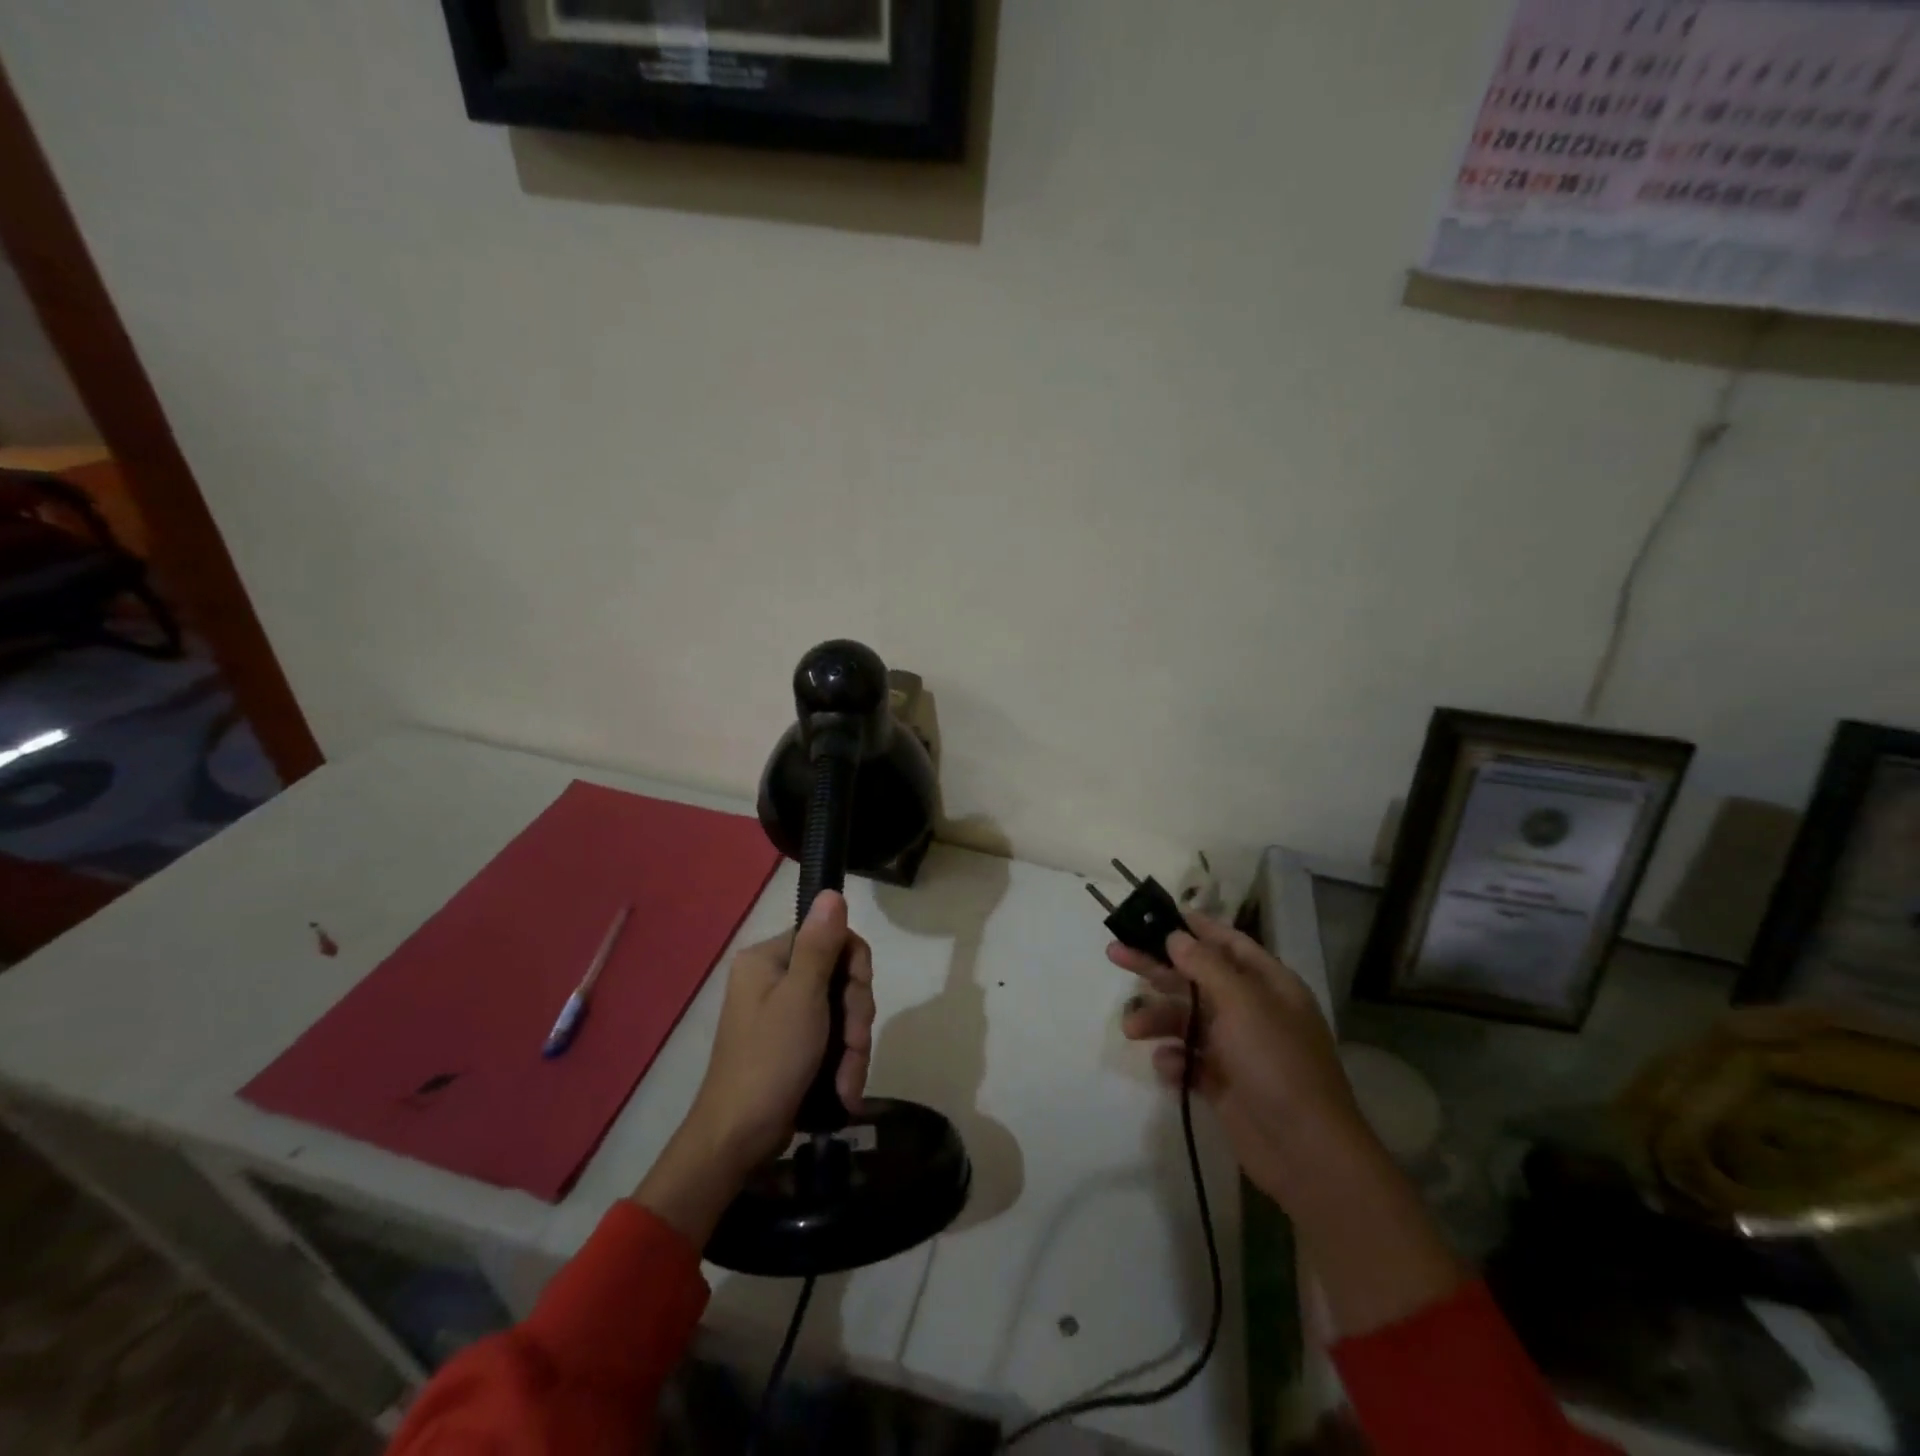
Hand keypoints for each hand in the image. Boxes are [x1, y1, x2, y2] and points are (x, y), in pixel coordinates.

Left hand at [634, 891, 874, 1243]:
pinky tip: (844, 1090)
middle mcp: (774, 978)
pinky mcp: (791, 1044)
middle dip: (855, 1018)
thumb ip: (820, 945)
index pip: (831, 938)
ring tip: (847, 1083)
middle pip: (840, 977)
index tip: (858, 1004)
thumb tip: (831, 892)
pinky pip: (831, 1037)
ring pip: (841, 1012)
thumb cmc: (769, 1062)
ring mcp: (782, 1013)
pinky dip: (842, 1063)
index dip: (855, 970)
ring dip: (853, 1048)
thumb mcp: (801, 999)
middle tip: (854, 1049)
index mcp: (768, 958)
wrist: (737, 1140)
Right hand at [1112, 913, 1462, 1336]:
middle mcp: (1251, 1010)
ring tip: (1131, 1028)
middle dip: (1157, 967)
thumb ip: (1205, 965)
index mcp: (1268, 984)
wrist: (1305, 1152)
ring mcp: (1236, 1048)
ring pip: (1186, 1019)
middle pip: (1196, 977)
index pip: (1227, 943)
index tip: (1154, 915)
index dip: (1193, 927)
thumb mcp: (1243, 1004)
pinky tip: (1168, 1067)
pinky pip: (1188, 1059)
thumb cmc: (1277, 1064)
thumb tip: (1176, 936)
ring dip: (1158, 1019)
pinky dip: (1174, 1059)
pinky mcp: (1223, 1083)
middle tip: (1114, 952)